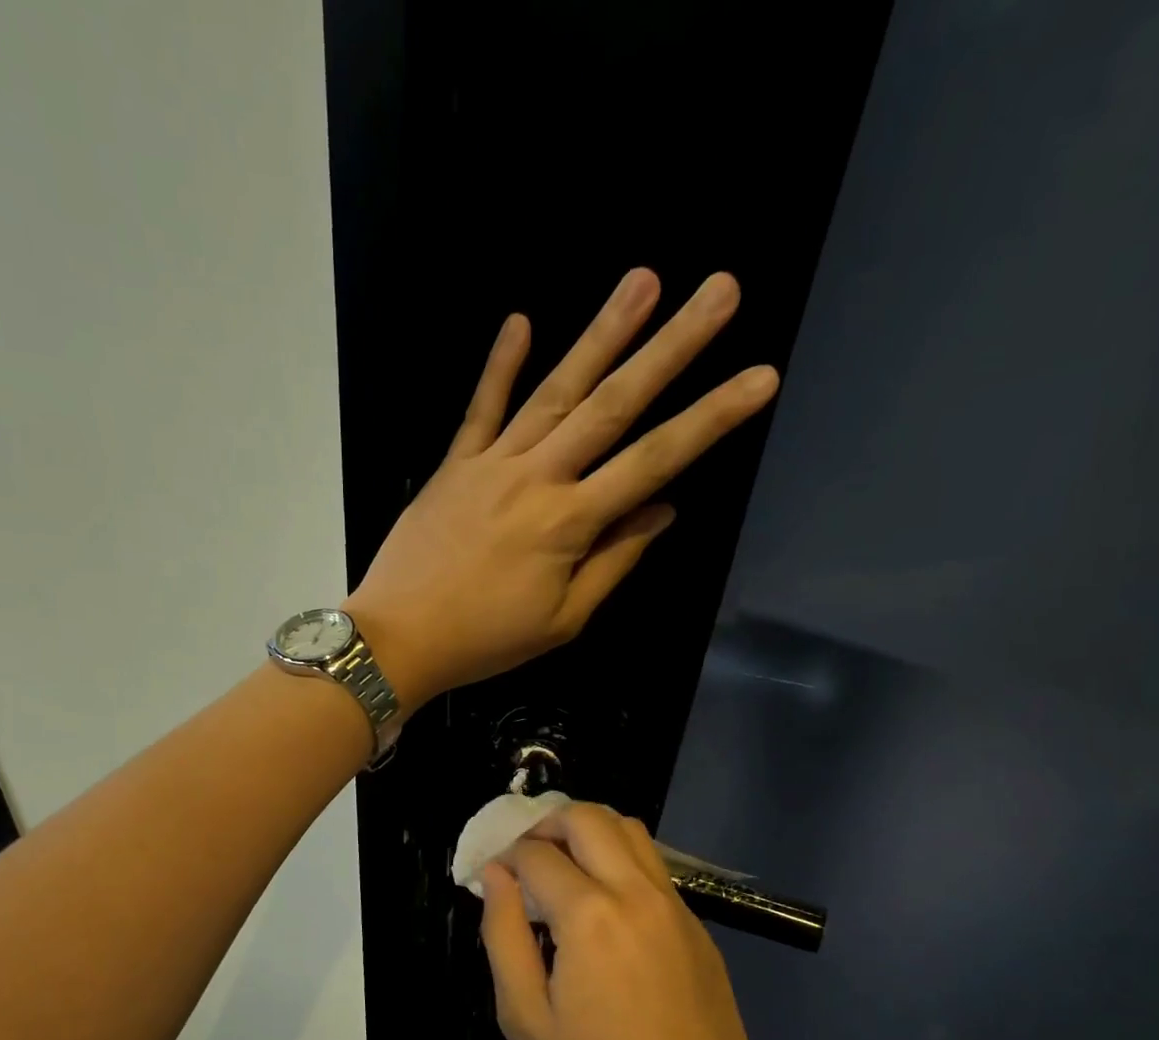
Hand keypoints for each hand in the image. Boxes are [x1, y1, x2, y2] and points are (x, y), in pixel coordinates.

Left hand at [344, 270, 778, 708]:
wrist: (397, 638)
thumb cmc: (485, 640)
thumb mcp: (561, 620)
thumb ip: (613, 561)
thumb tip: (662, 511)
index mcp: (569, 523)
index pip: (654, 462)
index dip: (711, 418)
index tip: (761, 376)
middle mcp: (537, 478)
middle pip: (613, 405)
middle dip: (671, 347)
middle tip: (720, 291)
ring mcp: (491, 464)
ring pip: (554, 391)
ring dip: (601, 334)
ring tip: (643, 280)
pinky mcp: (454, 465)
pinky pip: (480, 409)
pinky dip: (499, 366)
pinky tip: (520, 321)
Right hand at [480, 802, 792, 1039]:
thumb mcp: (527, 1021)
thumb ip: (503, 936)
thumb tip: (495, 876)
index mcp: (590, 916)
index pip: (536, 853)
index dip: (504, 857)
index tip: (492, 879)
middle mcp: (636, 893)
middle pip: (588, 817)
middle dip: (546, 824)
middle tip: (524, 859)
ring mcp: (675, 905)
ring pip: (629, 829)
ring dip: (587, 832)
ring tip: (562, 869)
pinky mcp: (697, 925)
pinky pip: (652, 865)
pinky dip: (618, 858)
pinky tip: (602, 903)